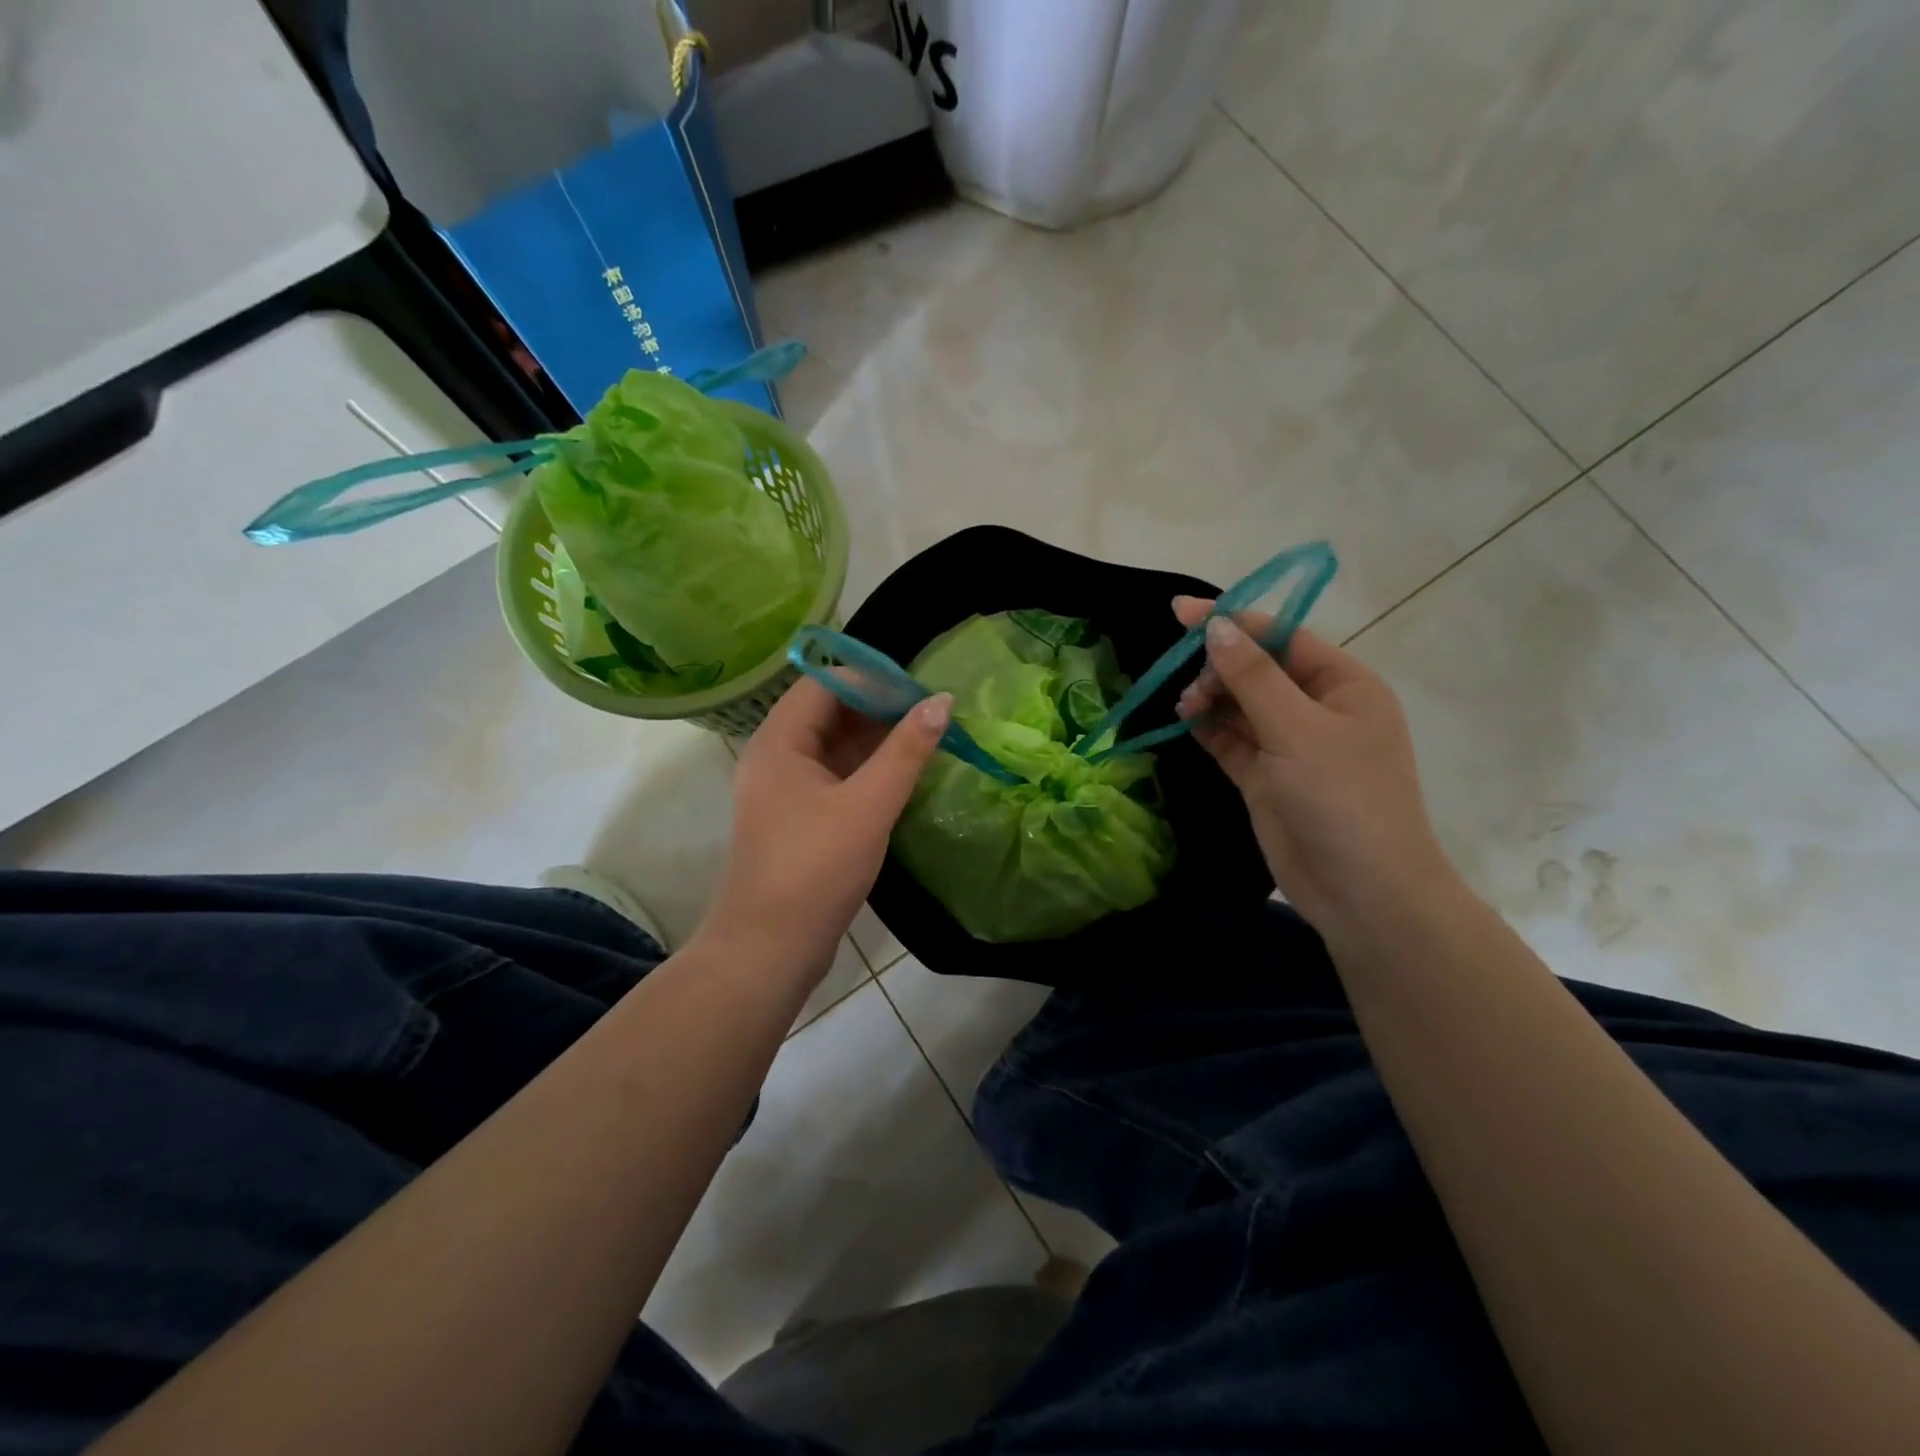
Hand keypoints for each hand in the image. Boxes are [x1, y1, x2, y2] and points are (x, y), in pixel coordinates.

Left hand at [700, 679, 949, 980]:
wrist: (770, 948)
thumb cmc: (815, 869)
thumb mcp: (868, 805)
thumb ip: (906, 750)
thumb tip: (942, 701)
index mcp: (779, 741)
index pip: (825, 683)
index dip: (872, 677)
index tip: (919, 686)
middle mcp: (777, 756)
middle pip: (830, 711)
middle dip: (879, 707)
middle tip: (931, 711)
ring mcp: (787, 788)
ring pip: (835, 745)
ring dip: (877, 738)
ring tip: (927, 735)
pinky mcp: (800, 816)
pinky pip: (837, 775)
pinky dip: (869, 769)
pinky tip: (905, 772)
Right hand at [1172, 596, 1460, 932]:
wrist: (1362, 891)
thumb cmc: (1342, 798)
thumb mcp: (1297, 729)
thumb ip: (1252, 677)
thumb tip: (1215, 627)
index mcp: (1343, 684)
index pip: (1281, 637)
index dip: (1232, 621)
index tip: (1180, 612)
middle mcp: (1317, 708)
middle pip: (1257, 669)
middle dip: (1218, 668)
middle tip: (1189, 687)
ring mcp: (1290, 745)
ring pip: (1240, 704)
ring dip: (1210, 698)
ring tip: (1184, 707)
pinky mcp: (1266, 777)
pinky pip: (1232, 739)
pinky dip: (1209, 728)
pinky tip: (1185, 720)